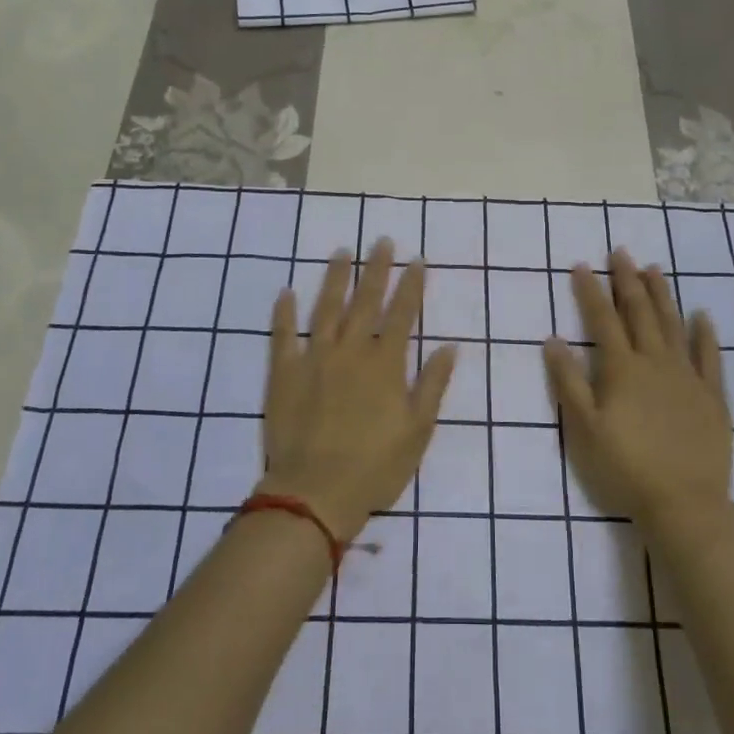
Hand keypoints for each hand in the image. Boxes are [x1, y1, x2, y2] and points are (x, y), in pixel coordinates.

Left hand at [260, 242, 457, 543]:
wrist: (315, 492)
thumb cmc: (375, 466)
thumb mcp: (418, 430)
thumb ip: (433, 384)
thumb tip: (450, 346)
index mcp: (386, 363)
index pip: (403, 314)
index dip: (411, 286)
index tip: (416, 260)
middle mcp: (351, 350)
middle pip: (366, 301)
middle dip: (377, 269)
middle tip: (382, 241)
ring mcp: (314, 358)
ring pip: (326, 308)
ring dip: (335, 278)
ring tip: (342, 252)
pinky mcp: (284, 372)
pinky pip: (282, 335)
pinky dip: (283, 313)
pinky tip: (285, 292)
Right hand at [544, 249, 733, 539]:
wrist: (684, 503)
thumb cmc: (625, 467)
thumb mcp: (584, 428)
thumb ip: (568, 381)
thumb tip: (553, 339)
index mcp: (622, 369)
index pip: (602, 320)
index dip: (591, 291)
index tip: (582, 265)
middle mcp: (655, 362)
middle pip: (639, 312)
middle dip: (628, 280)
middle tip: (622, 252)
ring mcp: (687, 376)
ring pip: (673, 325)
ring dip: (662, 295)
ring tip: (654, 269)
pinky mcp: (712, 396)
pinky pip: (710, 356)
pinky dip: (705, 334)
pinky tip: (703, 316)